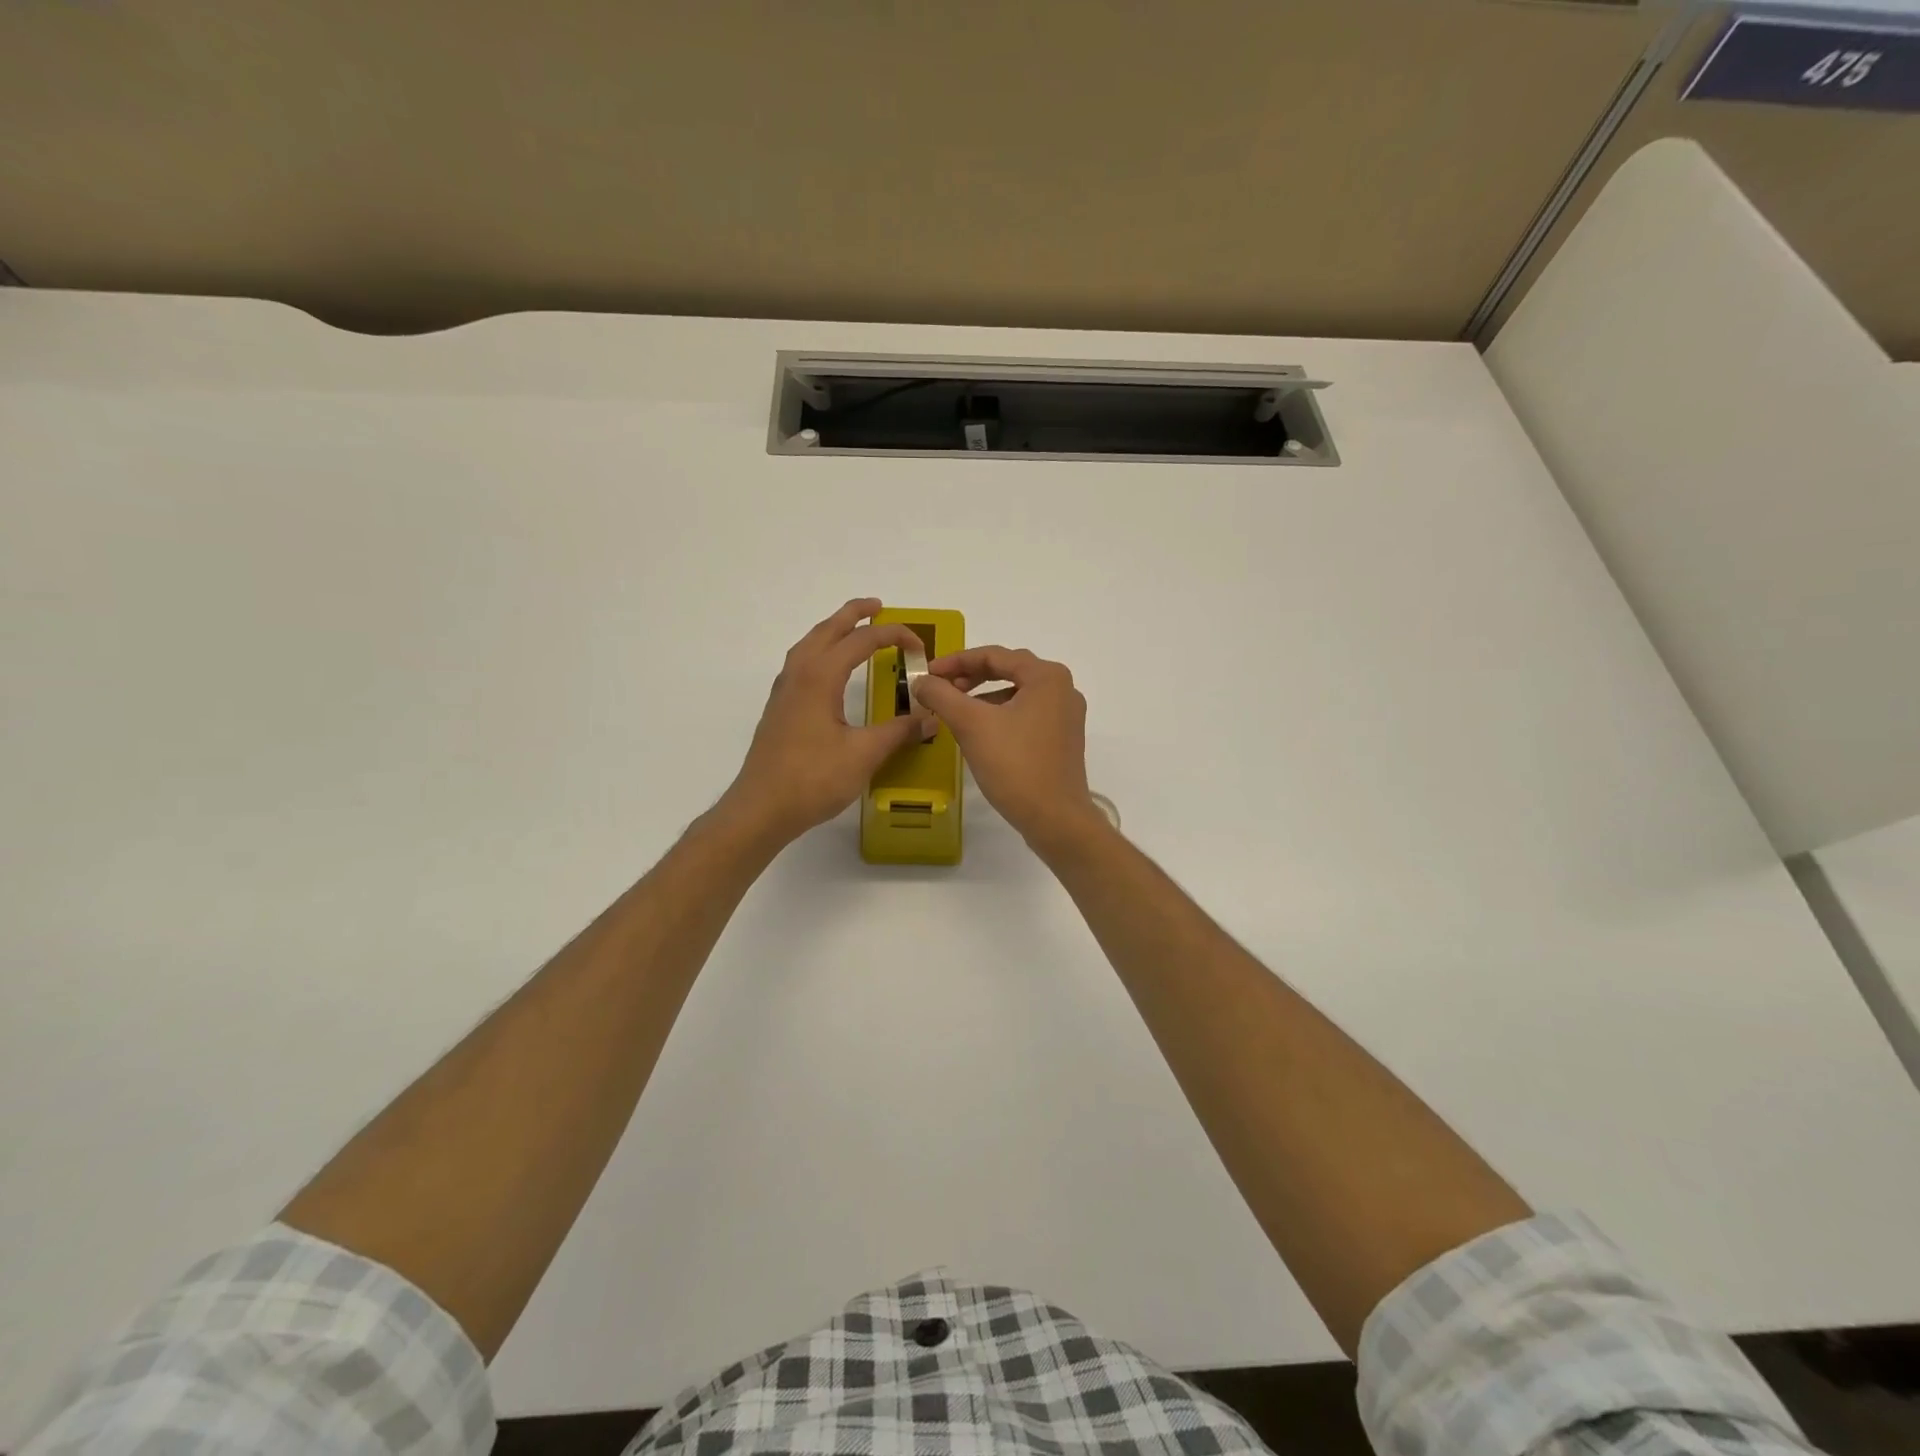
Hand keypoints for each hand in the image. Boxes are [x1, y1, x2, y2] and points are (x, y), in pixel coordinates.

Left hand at [719, 599, 934, 847]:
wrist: (761, 808)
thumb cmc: (813, 778)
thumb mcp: (864, 755)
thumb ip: (899, 732)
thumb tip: (931, 718)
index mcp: (820, 677)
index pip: (861, 641)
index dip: (893, 636)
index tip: (918, 645)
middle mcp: (799, 674)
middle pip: (827, 630)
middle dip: (853, 614)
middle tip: (878, 606)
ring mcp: (784, 691)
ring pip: (809, 644)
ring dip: (832, 630)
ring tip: (853, 629)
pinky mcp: (780, 708)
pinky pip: (801, 662)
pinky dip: (820, 650)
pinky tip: (829, 669)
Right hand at [912, 645, 1108, 852]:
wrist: (1055, 818)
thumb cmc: (1015, 765)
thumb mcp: (971, 725)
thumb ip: (942, 695)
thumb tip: (921, 680)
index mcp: (1047, 676)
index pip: (994, 655)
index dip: (955, 661)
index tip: (928, 674)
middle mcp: (1063, 689)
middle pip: (1008, 670)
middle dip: (970, 677)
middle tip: (940, 689)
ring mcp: (1066, 715)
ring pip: (1017, 694)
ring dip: (984, 697)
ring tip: (956, 711)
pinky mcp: (1063, 739)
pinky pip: (1026, 714)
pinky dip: (1000, 715)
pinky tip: (980, 732)